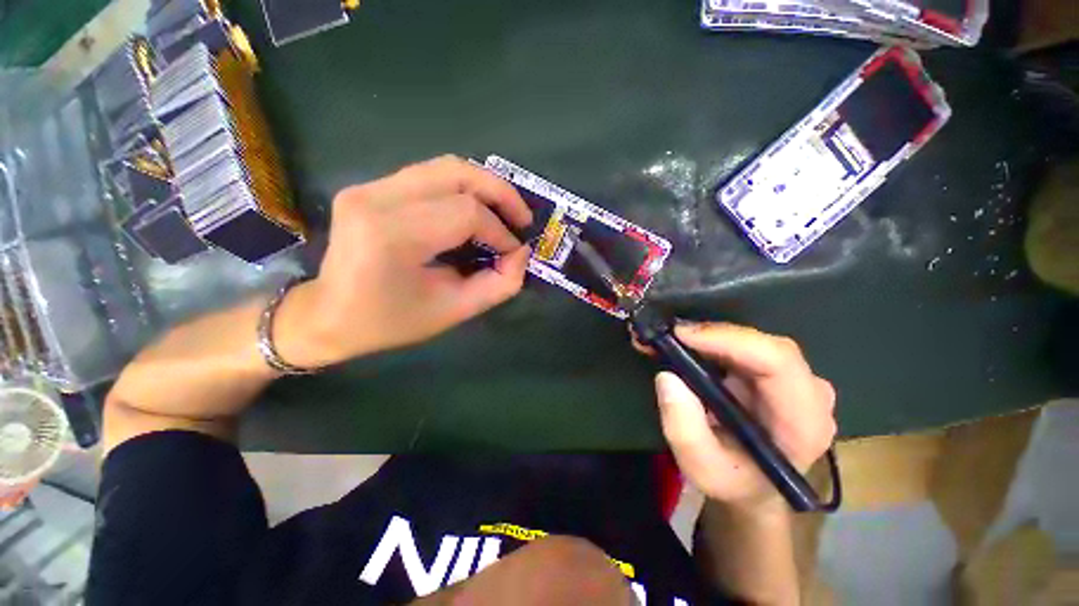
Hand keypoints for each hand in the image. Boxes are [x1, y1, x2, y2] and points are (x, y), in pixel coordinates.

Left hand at [276, 156, 533, 366]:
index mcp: (391, 236)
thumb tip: (521, 253)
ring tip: (505, 212)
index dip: (500, 231)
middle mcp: (376, 198)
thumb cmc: (390, 322)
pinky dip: (463, 188)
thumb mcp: (453, 311)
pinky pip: (430, 175)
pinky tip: (476, 209)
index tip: (514, 252)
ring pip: (445, 167)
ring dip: (485, 186)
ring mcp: (369, 186)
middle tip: (522, 218)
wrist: (328, 315)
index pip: (465, 213)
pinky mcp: (370, 186)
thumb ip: (498, 285)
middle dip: (500, 193)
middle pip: (457, 173)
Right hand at [648, 323, 836, 509]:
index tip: (681, 335)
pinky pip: (742, 345)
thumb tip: (667, 377)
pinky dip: (709, 340)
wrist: (752, 487)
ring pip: (750, 340)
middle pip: (763, 344)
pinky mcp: (773, 372)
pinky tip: (682, 343)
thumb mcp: (701, 467)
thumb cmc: (733, 481)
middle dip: (709, 335)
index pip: (778, 362)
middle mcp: (807, 392)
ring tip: (666, 338)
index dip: (729, 339)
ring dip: (705, 336)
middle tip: (665, 334)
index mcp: (804, 421)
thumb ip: (684, 428)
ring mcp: (793, 379)